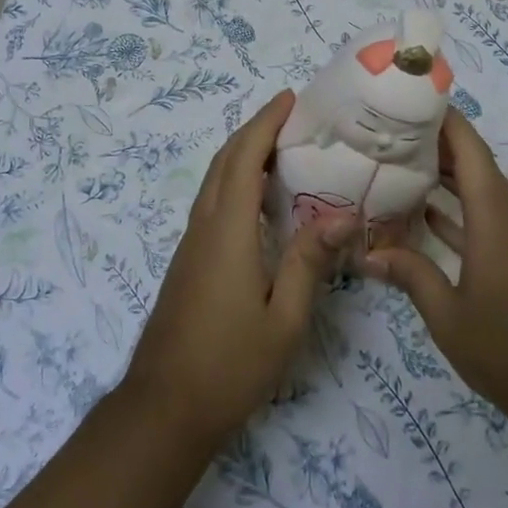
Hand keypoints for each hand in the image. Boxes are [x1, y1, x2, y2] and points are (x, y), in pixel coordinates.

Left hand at [122, 91, 350, 447]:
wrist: (164, 408)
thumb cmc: (230, 364)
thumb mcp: (284, 319)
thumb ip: (309, 262)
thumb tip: (343, 215)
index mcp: (227, 231)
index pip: (243, 160)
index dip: (264, 123)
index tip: (289, 98)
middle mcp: (203, 227)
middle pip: (224, 162)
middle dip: (254, 130)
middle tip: (291, 116)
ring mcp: (191, 244)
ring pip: (214, 182)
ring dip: (242, 154)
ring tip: (282, 147)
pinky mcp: (189, 261)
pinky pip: (212, 203)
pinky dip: (235, 181)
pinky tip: (260, 200)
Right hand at [360, 110, 507, 433]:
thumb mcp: (448, 316)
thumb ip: (409, 276)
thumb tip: (365, 252)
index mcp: (493, 212)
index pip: (466, 144)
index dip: (440, 115)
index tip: (404, 97)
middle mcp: (507, 212)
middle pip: (470, 159)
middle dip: (431, 140)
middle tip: (384, 129)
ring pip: (475, 187)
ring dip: (441, 172)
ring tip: (395, 161)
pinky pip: (481, 215)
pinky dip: (454, 207)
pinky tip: (423, 213)